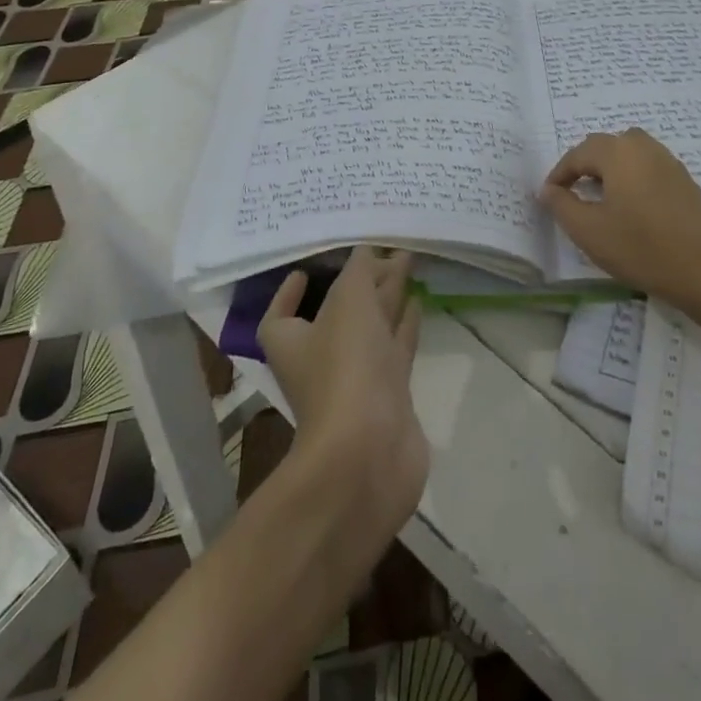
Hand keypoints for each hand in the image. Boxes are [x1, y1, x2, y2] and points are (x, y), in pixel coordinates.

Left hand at [258, 248, 428, 538]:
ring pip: (373, 326)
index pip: (282, 314)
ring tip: (409, 262)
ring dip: (388, 296)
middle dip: (360, 281)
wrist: (370, 452)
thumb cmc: (345, 367)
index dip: (290, 293)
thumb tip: (367, 250)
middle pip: (339, 312)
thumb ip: (359, 271)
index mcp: (293, 342)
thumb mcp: (348, 302)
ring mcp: (358, 378)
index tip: (309, 269)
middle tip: (387, 248)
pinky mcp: (390, 393)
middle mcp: (322, 360)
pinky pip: (396, 347)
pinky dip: (405, 323)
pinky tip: (419, 300)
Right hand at [539, 128, 700, 315]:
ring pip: (631, 152)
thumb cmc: (639, 248)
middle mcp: (644, 147)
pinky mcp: (686, 181)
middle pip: (606, 145)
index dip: (559, 174)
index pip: (578, 154)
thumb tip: (548, 190)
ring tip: (603, 194)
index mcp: (618, 153)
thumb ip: (561, 205)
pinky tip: (634, 205)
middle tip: (573, 191)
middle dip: (585, 164)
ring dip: (612, 166)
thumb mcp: (588, 231)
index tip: (550, 196)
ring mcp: (670, 162)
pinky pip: (651, 166)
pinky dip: (635, 176)